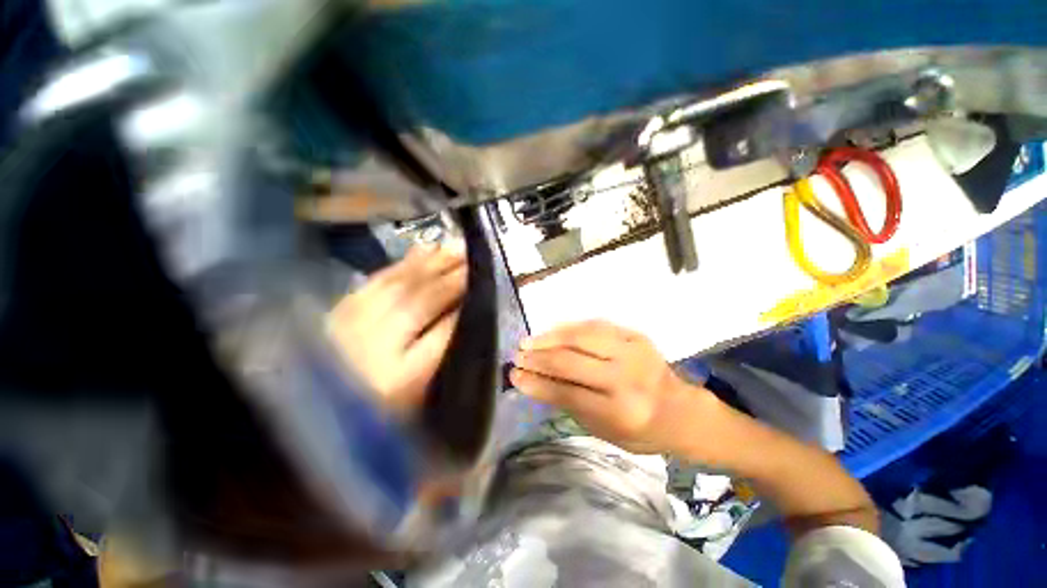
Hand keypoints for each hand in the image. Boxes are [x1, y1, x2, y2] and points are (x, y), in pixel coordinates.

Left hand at [327, 243, 466, 415]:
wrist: (315, 410)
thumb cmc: (378, 413)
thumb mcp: (420, 398)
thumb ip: (444, 358)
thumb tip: (467, 316)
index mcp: (398, 379)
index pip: (443, 335)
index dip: (467, 309)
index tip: (487, 289)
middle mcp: (373, 347)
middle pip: (421, 303)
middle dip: (453, 279)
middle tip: (477, 260)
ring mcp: (350, 324)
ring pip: (400, 284)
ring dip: (433, 264)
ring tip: (458, 249)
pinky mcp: (339, 309)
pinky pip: (378, 278)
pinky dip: (405, 262)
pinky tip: (425, 250)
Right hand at [510, 320, 715, 454]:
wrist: (681, 410)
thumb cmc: (640, 429)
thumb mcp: (604, 430)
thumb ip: (571, 403)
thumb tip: (536, 379)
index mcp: (619, 411)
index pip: (566, 392)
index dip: (536, 383)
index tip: (514, 375)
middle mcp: (626, 378)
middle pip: (571, 361)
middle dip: (538, 358)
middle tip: (517, 356)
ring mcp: (633, 351)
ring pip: (581, 336)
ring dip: (550, 337)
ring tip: (530, 342)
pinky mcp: (635, 335)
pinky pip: (596, 325)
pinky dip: (570, 328)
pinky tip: (554, 332)